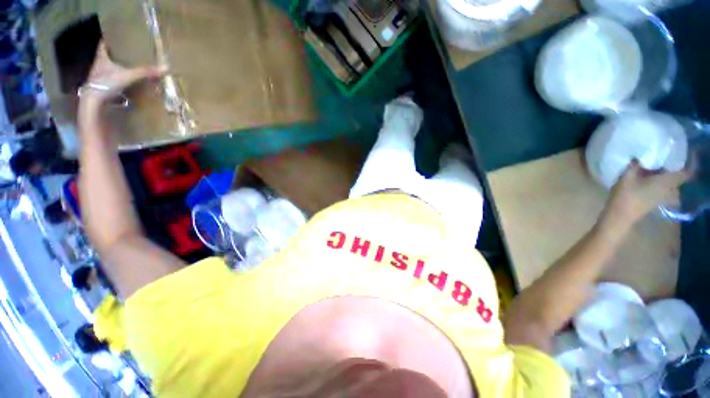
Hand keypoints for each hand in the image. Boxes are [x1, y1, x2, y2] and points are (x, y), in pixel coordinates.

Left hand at [80, 41, 165, 105]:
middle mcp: (99, 65)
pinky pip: (110, 80)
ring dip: (115, 67)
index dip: (109, 39)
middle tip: (125, 51)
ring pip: (107, 68)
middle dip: (114, 54)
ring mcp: (98, 77)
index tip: (114, 36)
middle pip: (106, 56)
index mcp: (102, 58)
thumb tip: (165, 67)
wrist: (94, 100)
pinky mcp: (101, 87)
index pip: (103, 44)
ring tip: (126, 66)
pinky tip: (123, 82)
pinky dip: (116, 80)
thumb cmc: (106, 83)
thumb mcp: (128, 76)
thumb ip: (145, 72)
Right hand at [602, 160, 692, 230]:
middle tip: (668, 154)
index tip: (688, 153)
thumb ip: (635, 164)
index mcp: (666, 181)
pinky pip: (662, 185)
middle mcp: (668, 188)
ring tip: (655, 163)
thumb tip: (639, 155)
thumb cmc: (626, 196)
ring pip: (669, 180)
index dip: (690, 162)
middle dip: (675, 165)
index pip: (686, 172)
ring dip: (665, 172)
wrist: (619, 216)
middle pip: (677, 175)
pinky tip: (648, 175)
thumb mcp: (627, 177)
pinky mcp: (654, 199)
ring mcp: (662, 195)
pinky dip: (659, 178)